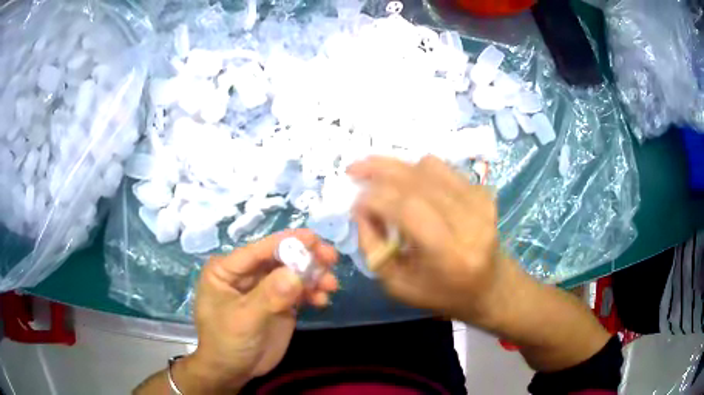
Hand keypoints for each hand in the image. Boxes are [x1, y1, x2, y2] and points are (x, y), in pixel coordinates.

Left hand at [179, 230, 338, 392]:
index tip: (314, 238)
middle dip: (305, 258)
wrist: (232, 371)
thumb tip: (297, 272)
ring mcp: (264, 289)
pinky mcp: (279, 303)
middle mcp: (246, 274)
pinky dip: (312, 292)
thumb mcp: (244, 319)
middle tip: (331, 258)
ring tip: (331, 285)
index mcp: (227, 270)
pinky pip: (298, 291)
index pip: (257, 250)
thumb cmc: (227, 342)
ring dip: (313, 276)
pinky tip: (323, 300)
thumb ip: (269, 296)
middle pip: (279, 258)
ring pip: (292, 274)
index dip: (285, 242)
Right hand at [348, 155, 512, 328]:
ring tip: (375, 171)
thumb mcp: (399, 285)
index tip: (355, 201)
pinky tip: (404, 179)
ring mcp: (480, 202)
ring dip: (397, 166)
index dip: (376, 199)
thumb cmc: (442, 294)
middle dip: (380, 171)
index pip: (408, 209)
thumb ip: (374, 248)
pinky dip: (416, 170)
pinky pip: (442, 168)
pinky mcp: (482, 192)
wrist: (490, 286)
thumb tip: (361, 209)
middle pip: (418, 181)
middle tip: (354, 169)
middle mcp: (469, 222)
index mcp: (449, 254)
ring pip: (429, 167)